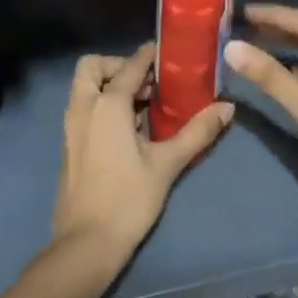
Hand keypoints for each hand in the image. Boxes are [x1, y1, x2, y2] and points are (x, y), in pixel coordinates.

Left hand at [52, 43, 232, 269]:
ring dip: (110, 85)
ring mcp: (71, 126)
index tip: (167, 53)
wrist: (85, 244)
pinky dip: (101, 104)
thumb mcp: (167, 164)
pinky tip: (129, 129)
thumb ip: (197, 132)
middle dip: (117, 66)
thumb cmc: (128, 200)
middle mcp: (83, 107)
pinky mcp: (69, 144)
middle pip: (92, 66)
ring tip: (143, 106)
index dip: (148, 55)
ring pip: (85, 87)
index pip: (129, 66)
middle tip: (146, 84)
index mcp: (107, 105)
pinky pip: (83, 108)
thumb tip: (227, 108)